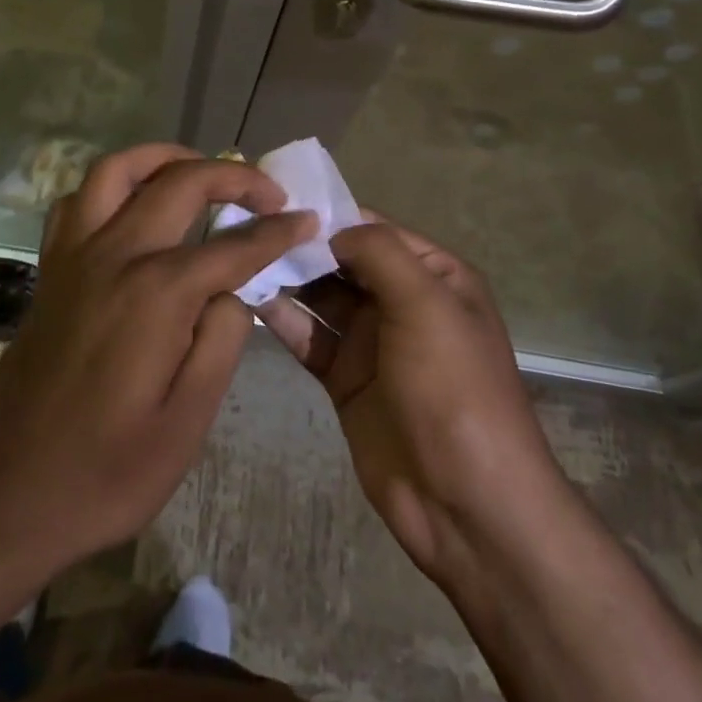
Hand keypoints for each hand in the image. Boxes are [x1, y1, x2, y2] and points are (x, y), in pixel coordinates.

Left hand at [0, 143, 315, 585]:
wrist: (9, 496)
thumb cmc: (108, 472)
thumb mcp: (188, 421)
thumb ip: (222, 340)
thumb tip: (233, 288)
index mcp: (156, 293)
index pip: (233, 246)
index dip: (278, 231)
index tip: (309, 221)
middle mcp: (114, 256)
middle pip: (179, 184)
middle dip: (233, 176)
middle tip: (268, 193)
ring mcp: (74, 258)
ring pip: (116, 171)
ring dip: (163, 158)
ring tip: (198, 169)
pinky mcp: (50, 271)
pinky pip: (77, 202)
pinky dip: (110, 186)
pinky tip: (132, 206)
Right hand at [258, 219, 561, 581]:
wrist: (465, 502)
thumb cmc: (453, 388)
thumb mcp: (427, 305)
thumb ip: (380, 253)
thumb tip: (333, 228)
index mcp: (435, 277)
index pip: (375, 230)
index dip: (330, 214)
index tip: (277, 200)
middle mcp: (402, 301)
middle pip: (343, 261)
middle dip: (300, 245)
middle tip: (245, 225)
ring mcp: (372, 342)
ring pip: (321, 297)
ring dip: (286, 278)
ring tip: (236, 256)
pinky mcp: (345, 379)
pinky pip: (309, 338)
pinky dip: (281, 319)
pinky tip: (246, 299)